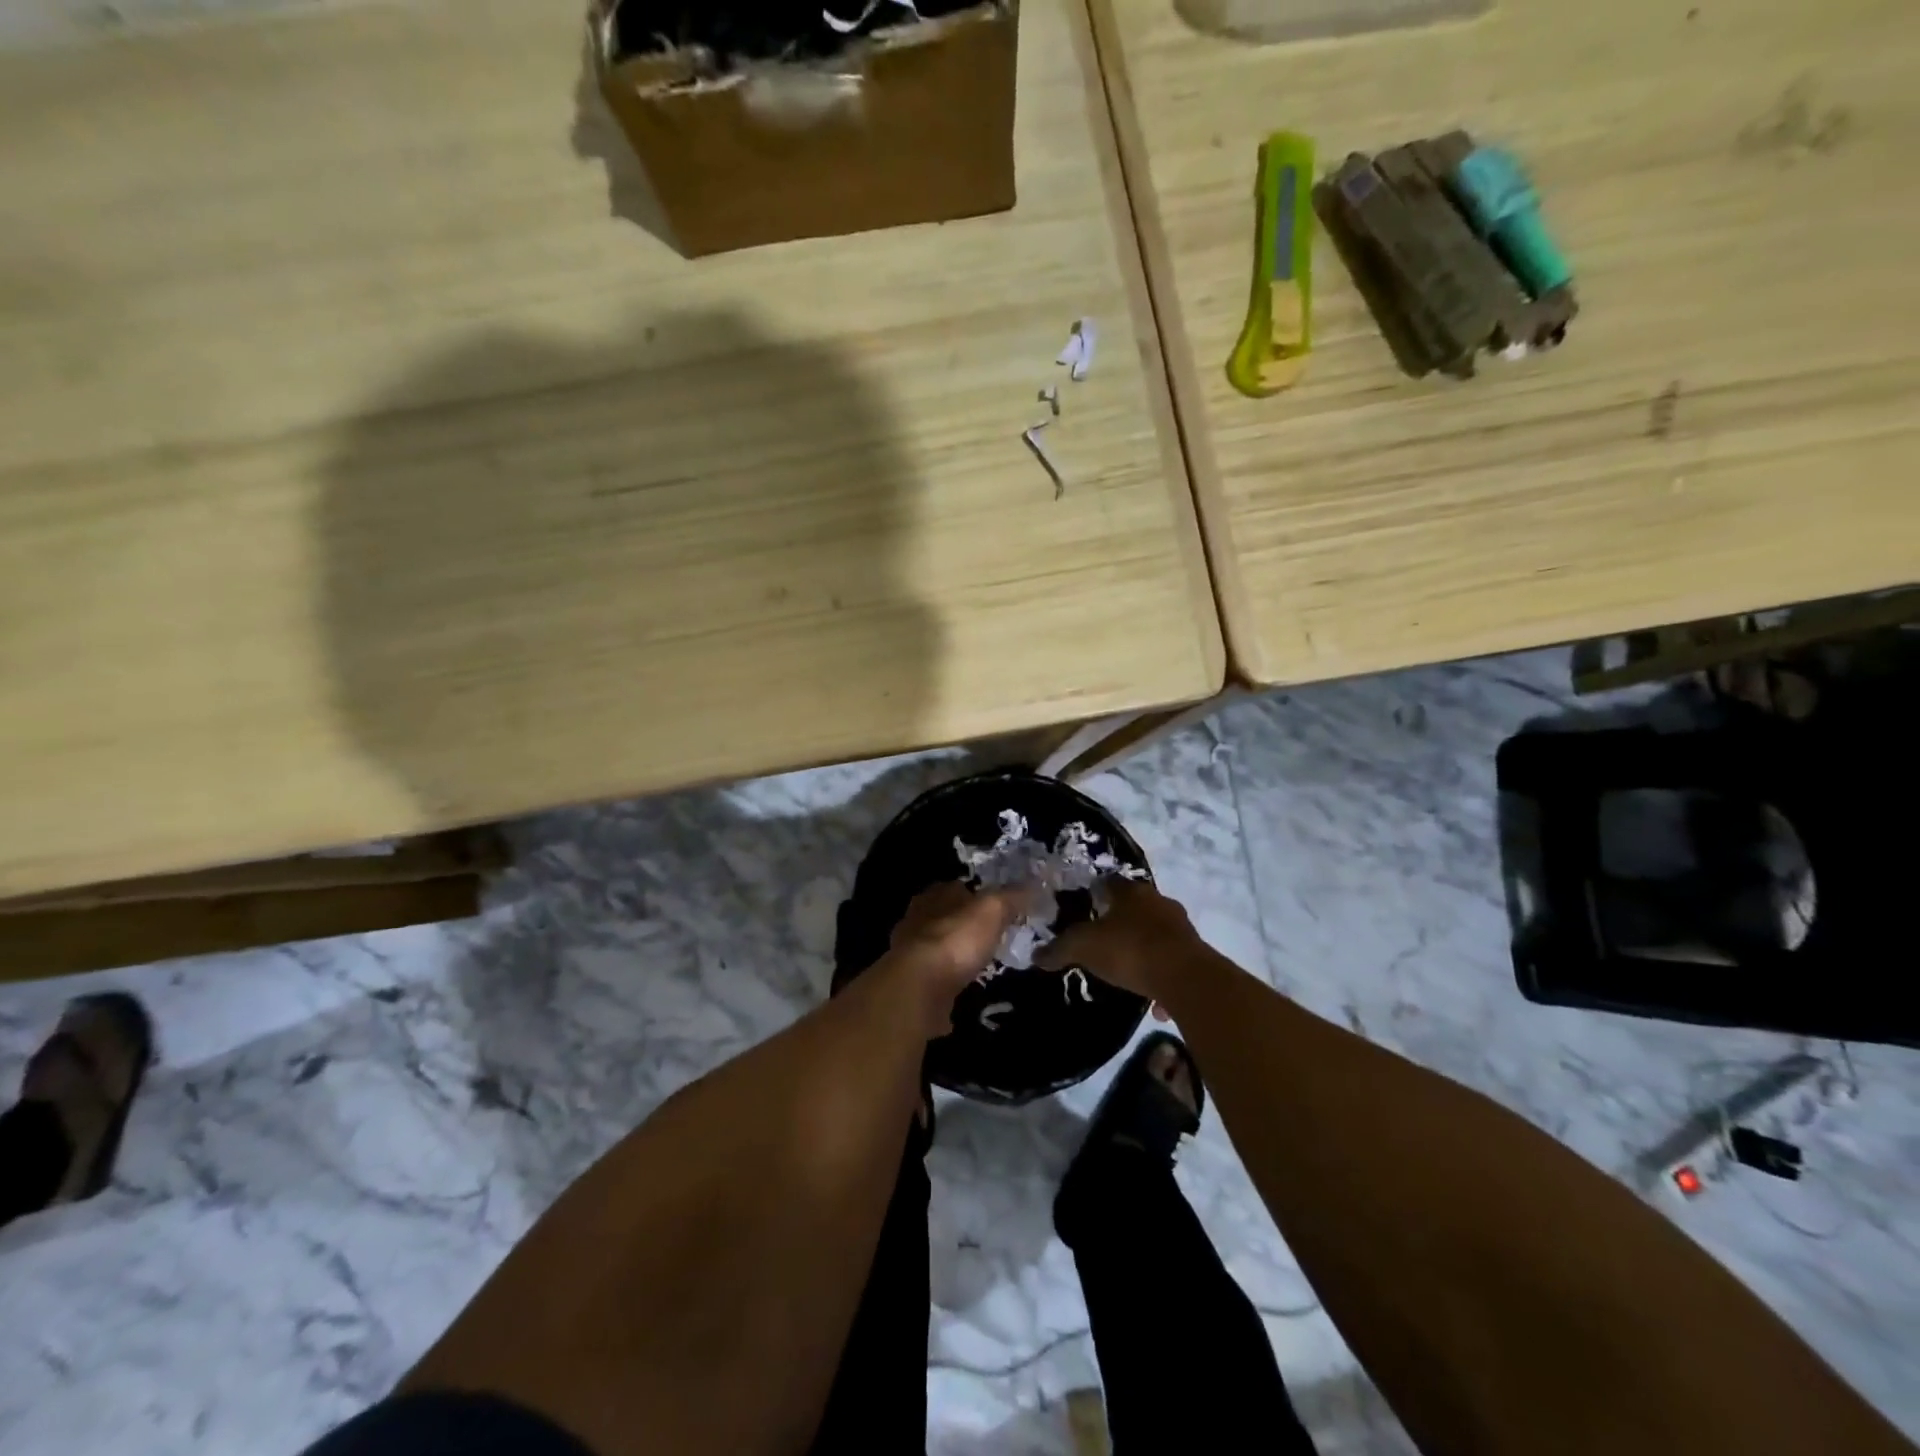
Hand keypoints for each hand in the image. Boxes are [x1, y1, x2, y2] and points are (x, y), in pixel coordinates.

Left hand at [884, 882, 1024, 1036]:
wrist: (919, 988)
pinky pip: (933, 977)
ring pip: (937, 946)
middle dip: (964, 925)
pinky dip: (946, 981)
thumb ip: (1012, 896)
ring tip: (979, 963)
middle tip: (991, 936)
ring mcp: (909, 953)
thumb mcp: (992, 910)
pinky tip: (962, 989)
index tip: (998, 908)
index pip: (957, 887)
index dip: (978, 895)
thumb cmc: (956, 940)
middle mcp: (917, 919)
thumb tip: (1034, 885)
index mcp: (934, 895)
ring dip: (954, 953)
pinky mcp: (911, 983)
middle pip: (945, 916)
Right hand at [1036, 880, 1201, 1014]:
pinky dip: (1160, 976)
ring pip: (1156, 934)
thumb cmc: (1130, 950)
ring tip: (1126, 970)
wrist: (1187, 979)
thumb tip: (1036, 956)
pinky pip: (1171, 962)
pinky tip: (1152, 999)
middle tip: (1102, 939)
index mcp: (1131, 892)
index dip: (1095, 892)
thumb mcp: (1083, 948)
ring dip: (1142, 948)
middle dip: (1120, 920)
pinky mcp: (1197, 955)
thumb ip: (1059, 949)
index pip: (1109, 882)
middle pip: (1136, 907)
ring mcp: (1181, 928)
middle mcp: (1159, 902)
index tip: (1084, 906)